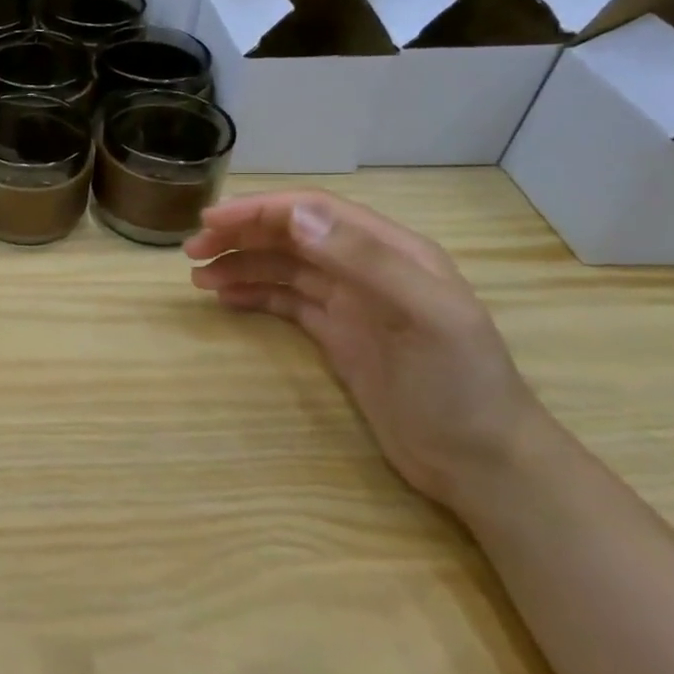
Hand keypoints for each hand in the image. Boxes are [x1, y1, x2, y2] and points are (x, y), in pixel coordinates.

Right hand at [185, 192, 549, 510]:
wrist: (480, 463)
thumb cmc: (458, 385)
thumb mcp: (426, 316)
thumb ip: (364, 261)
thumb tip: (296, 217)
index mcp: (393, 251)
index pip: (314, 211)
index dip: (261, 210)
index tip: (210, 219)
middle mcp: (368, 268)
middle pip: (292, 235)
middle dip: (241, 235)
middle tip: (192, 250)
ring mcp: (351, 303)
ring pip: (283, 267)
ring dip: (240, 265)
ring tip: (198, 278)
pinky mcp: (338, 335)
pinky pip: (286, 301)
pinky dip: (253, 294)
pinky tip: (226, 300)